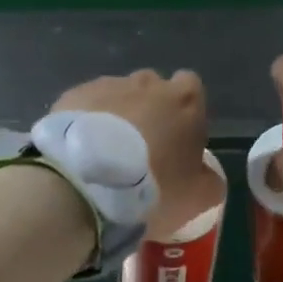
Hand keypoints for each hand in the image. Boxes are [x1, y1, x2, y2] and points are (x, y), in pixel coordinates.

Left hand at [53, 70, 222, 236]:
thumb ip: (210, 180)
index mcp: (185, 100)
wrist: (87, 183)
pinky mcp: (72, 96)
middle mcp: (147, 83)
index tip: (177, 138)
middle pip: (152, 89)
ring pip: (117, 96)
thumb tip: (207, 175)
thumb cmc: (153, 187)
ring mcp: (107, 86)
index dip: (185, 112)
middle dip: (149, 111)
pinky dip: (86, 122)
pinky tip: (79, 150)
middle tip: (140, 149)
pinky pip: (85, 106)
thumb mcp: (198, 197)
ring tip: (104, 153)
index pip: (191, 88)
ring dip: (115, 117)